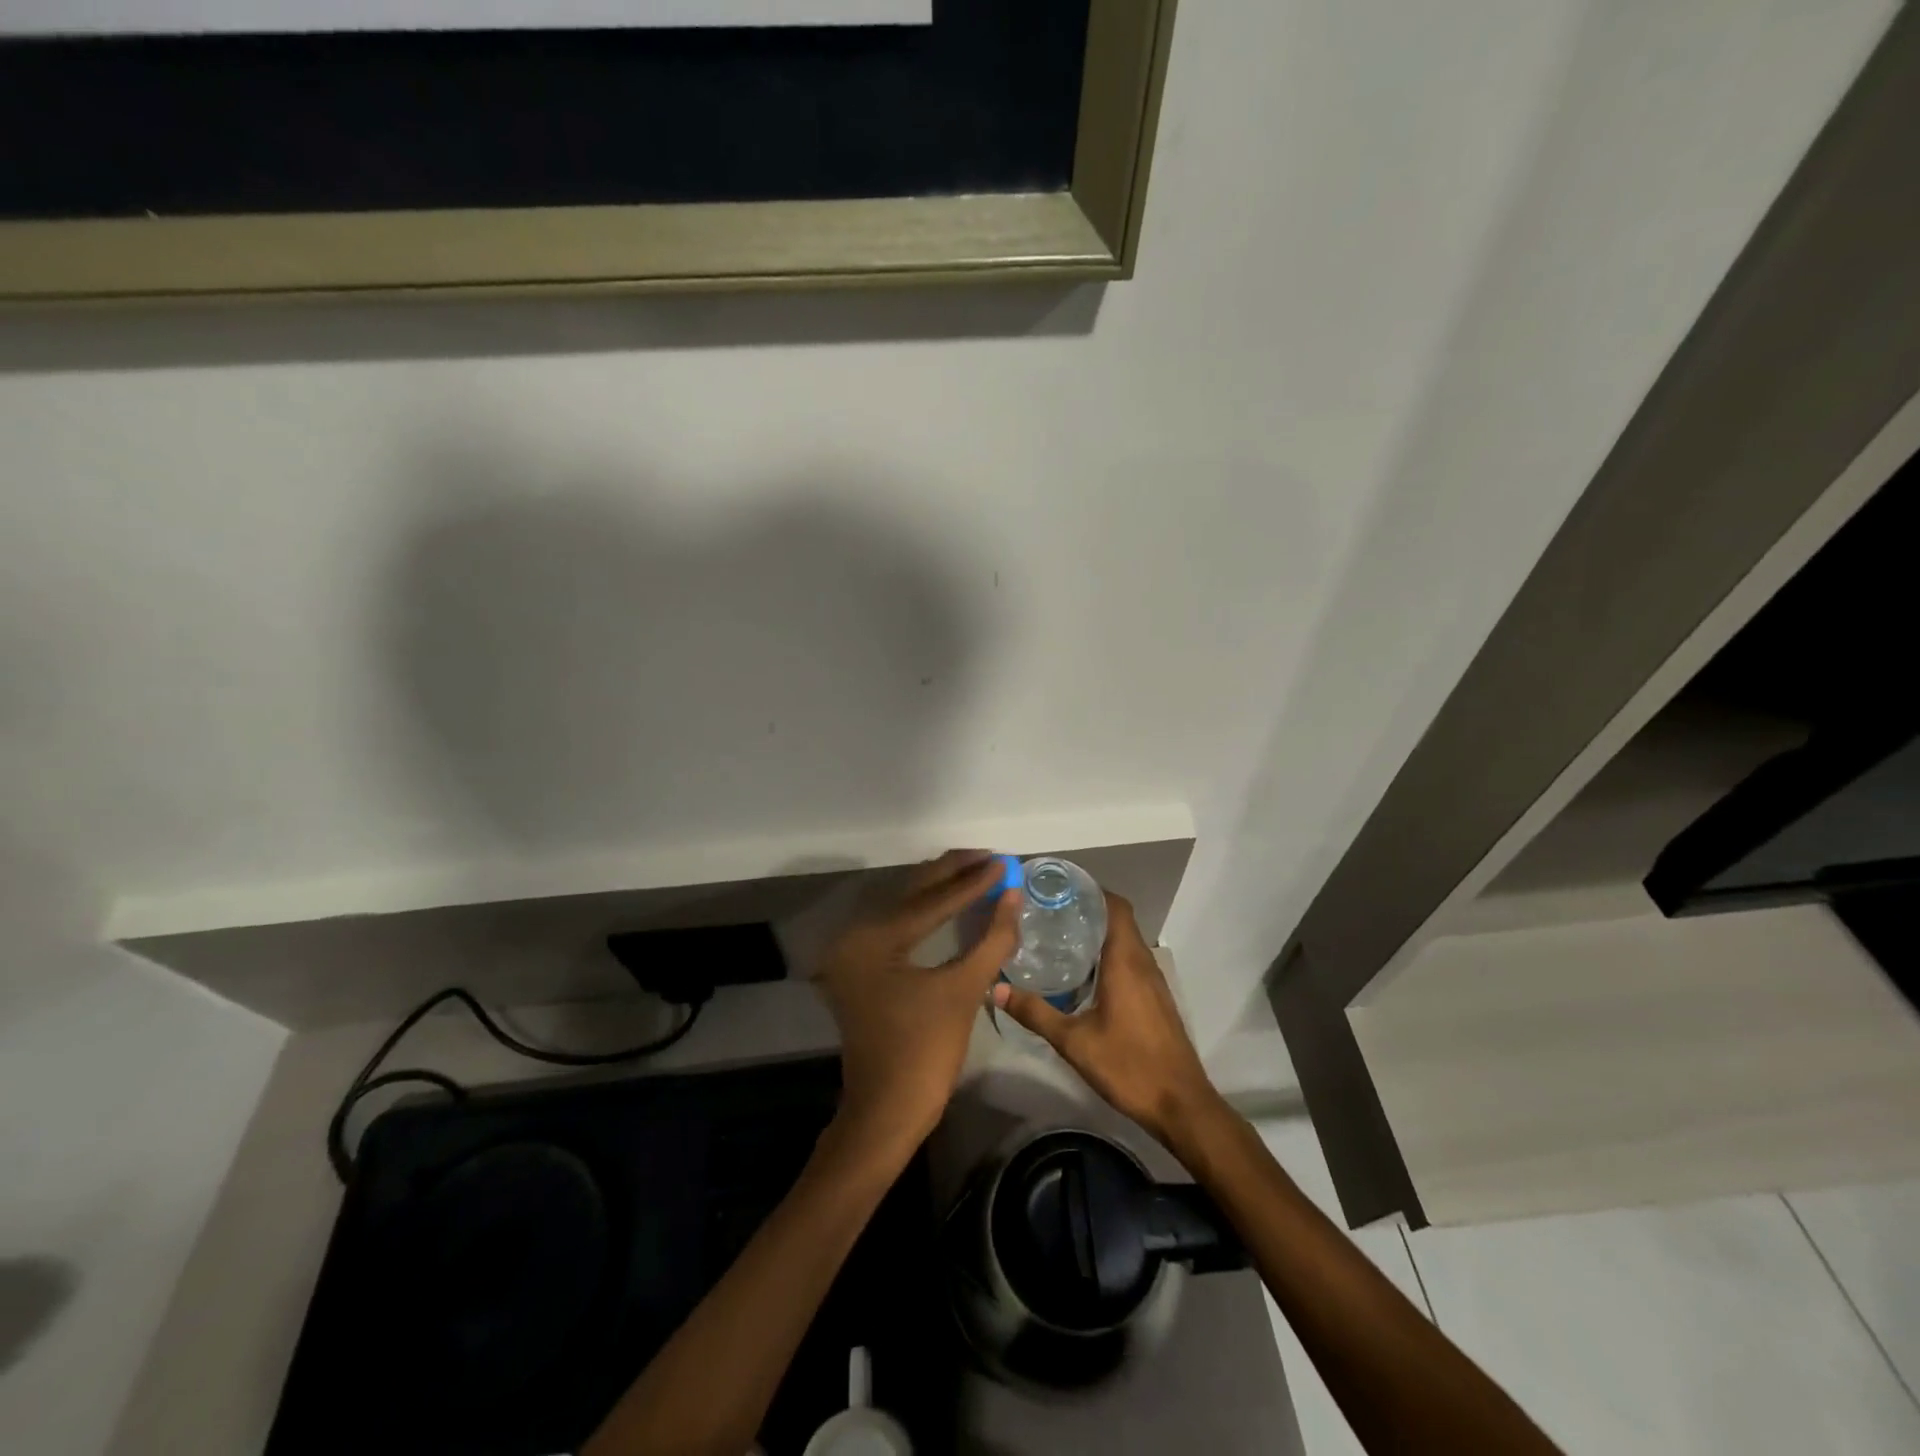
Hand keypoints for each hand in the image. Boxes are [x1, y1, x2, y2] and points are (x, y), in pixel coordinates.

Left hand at [813, 850, 1019, 1153]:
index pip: (931, 900)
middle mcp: (855, 936)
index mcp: (872, 939)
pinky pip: (899, 927)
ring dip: (942, 890)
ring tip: (979, 872)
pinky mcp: (861, 966)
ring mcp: (853, 952)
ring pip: (905, 907)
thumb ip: (990, 938)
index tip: (1005, 861)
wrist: (888, 1112)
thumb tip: (1013, 896)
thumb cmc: (925, 1053)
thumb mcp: (963, 990)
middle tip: (991, 858)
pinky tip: (954, 903)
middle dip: (954, 875)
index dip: (973, 881)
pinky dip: (927, 914)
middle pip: (912, 894)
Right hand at [992, 892, 1221, 1146]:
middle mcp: (1143, 962)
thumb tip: (998, 989)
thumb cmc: (1129, 1066)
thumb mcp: (1074, 1042)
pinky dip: (1109, 955)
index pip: (1115, 906)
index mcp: (1126, 961)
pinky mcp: (1155, 999)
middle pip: (1119, 919)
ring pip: (1126, 941)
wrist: (1181, 1105)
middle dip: (1087, 910)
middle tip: (1049, 911)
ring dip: (1099, 933)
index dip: (1091, 891)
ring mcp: (1153, 981)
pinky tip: (1084, 974)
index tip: (1059, 889)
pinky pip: (1131, 961)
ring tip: (1060, 937)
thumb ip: (1036, 1013)